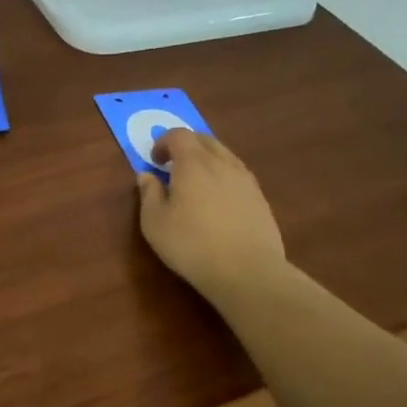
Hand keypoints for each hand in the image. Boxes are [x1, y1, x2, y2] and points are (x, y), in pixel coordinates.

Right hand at [136, 129, 289, 309]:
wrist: (247, 270)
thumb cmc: (191, 244)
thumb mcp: (154, 222)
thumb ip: (149, 194)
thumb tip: (146, 175)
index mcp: (193, 163)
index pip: (178, 135)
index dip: (163, 142)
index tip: (154, 161)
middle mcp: (222, 163)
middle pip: (204, 140)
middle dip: (186, 146)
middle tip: (173, 166)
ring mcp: (245, 179)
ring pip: (224, 155)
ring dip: (207, 160)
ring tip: (196, 183)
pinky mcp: (260, 198)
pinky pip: (238, 174)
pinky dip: (223, 177)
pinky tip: (218, 201)